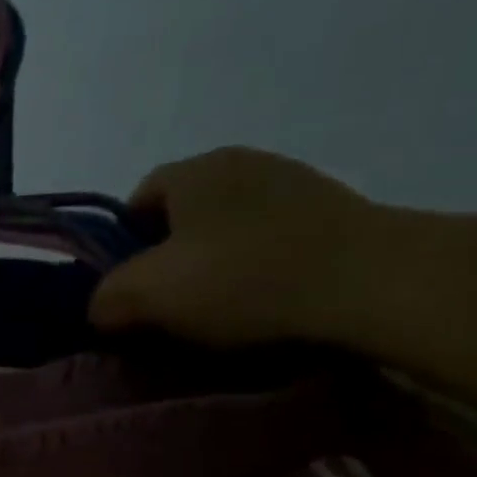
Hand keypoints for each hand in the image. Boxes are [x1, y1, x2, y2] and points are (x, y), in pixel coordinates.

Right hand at [90, 146, 375, 347]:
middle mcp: (244, 163)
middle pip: (183, 216)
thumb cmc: (242, 278)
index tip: (128, 288)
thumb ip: (104, 298)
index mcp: (194, 169)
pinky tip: (265, 305)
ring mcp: (297, 185)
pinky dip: (260, 271)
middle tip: (168, 306)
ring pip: (229, 230)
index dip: (121, 247)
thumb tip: (102, 308)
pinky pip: (274, 242)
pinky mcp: (338, 214)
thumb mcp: (145, 295)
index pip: (136, 200)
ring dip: (216, 267)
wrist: (374, 284)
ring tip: (220, 313)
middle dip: (168, 259)